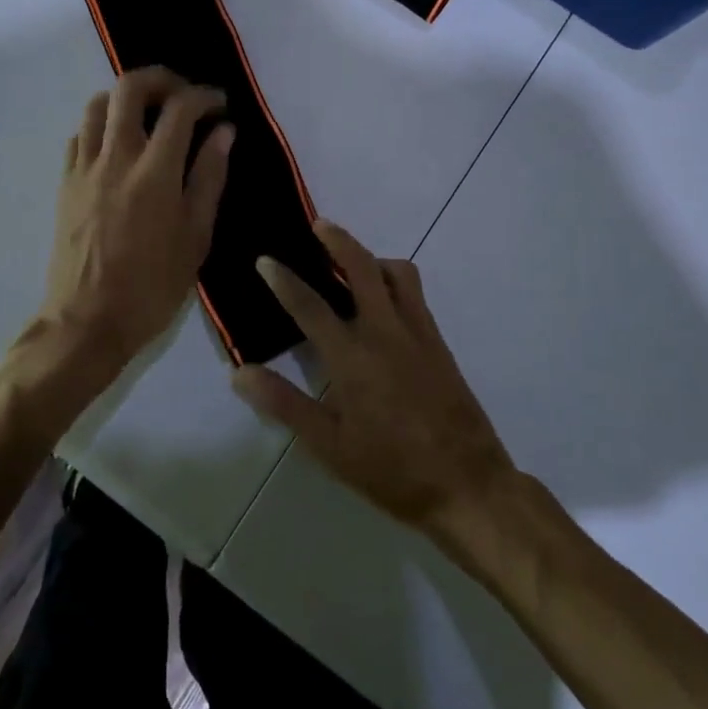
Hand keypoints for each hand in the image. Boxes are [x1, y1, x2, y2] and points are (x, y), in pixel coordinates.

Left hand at [39, 67, 234, 370]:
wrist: (87, 321)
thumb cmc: (153, 286)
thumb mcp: (196, 237)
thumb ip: (209, 177)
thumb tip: (223, 132)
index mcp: (154, 172)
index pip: (179, 108)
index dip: (204, 96)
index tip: (219, 104)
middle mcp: (115, 157)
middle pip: (129, 87)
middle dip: (161, 78)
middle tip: (183, 95)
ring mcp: (84, 167)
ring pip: (97, 104)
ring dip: (126, 97)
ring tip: (149, 115)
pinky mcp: (65, 183)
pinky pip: (80, 134)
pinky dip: (102, 125)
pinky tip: (118, 145)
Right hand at [230, 222, 517, 549]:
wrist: (467, 483)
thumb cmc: (391, 470)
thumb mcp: (330, 446)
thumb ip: (285, 404)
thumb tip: (240, 373)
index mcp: (353, 358)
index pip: (310, 307)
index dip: (284, 280)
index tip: (265, 259)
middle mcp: (386, 332)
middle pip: (362, 267)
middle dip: (338, 240)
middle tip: (318, 225)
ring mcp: (418, 333)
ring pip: (397, 273)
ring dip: (372, 258)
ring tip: (351, 263)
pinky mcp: (439, 342)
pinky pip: (415, 294)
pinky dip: (394, 280)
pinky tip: (382, 302)